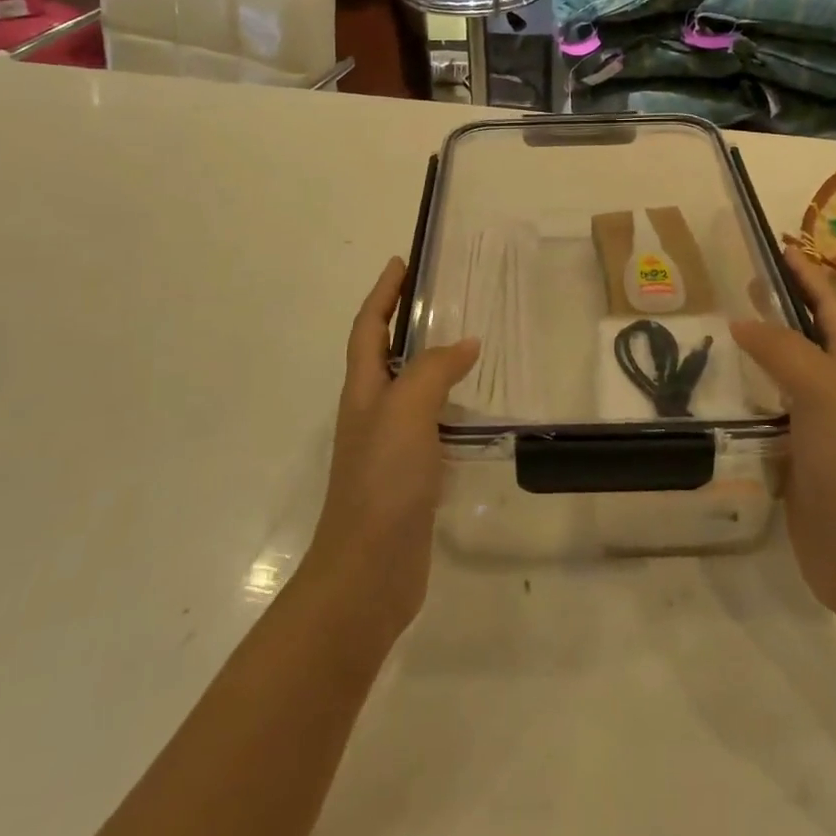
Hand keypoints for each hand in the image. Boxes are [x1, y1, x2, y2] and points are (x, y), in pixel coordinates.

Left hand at [301, 257, 479, 643]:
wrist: (368, 572)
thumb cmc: (382, 481)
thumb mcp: (406, 412)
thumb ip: (433, 371)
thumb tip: (466, 344)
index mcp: (363, 390)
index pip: (368, 328)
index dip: (383, 294)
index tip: (400, 263)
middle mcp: (372, 411)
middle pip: (385, 354)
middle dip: (404, 321)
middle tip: (440, 298)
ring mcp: (389, 445)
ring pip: (410, 389)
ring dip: (430, 362)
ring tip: (466, 345)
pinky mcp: (410, 474)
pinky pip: (430, 424)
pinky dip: (448, 405)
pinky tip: (473, 410)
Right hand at [731, 247, 835, 617]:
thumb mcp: (825, 393)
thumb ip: (784, 351)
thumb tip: (742, 323)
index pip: (828, 305)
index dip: (804, 272)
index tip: (771, 244)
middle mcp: (834, 389)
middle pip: (803, 333)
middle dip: (774, 304)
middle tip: (732, 282)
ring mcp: (813, 424)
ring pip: (779, 373)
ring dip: (752, 349)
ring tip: (711, 330)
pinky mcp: (790, 455)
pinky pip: (761, 411)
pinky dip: (739, 395)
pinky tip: (711, 392)